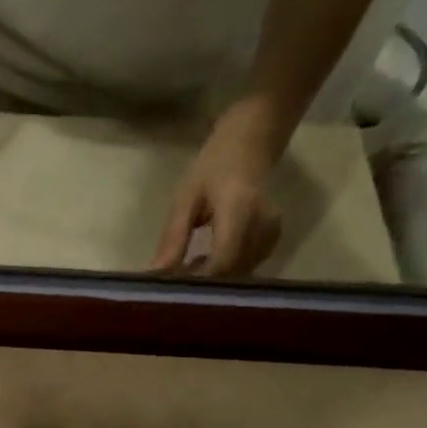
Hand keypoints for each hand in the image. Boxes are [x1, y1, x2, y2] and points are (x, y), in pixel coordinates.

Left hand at [150, 99, 284, 276]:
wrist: (253, 140)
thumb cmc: (214, 165)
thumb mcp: (186, 197)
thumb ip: (173, 238)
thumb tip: (155, 274)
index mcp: (239, 210)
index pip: (222, 262)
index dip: (197, 281)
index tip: (172, 287)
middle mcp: (262, 226)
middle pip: (230, 273)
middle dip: (200, 283)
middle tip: (173, 279)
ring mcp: (271, 235)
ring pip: (238, 275)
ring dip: (211, 279)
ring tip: (186, 266)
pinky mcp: (272, 241)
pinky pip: (245, 268)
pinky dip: (223, 272)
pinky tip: (205, 261)